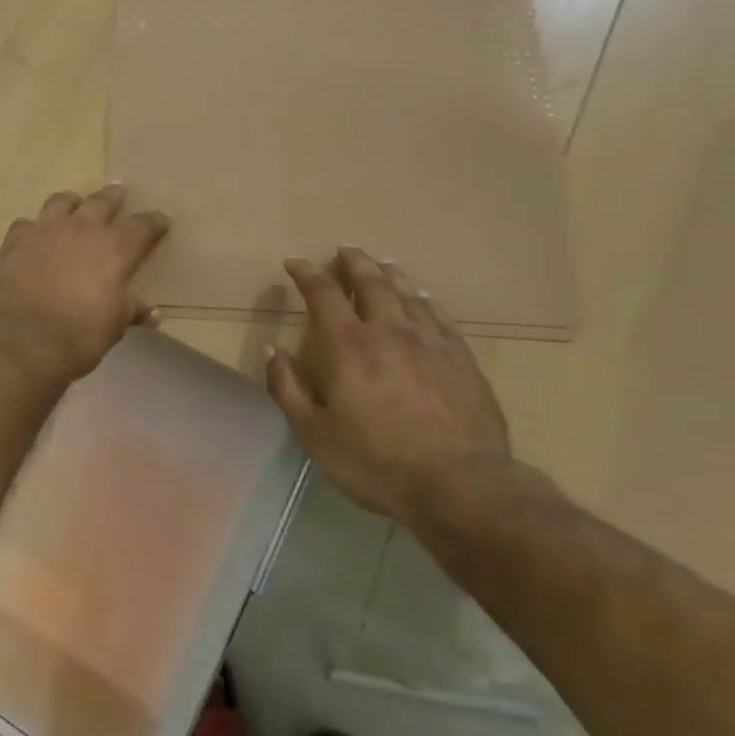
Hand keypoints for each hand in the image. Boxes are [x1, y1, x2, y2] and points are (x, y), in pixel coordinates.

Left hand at [0, 185, 169, 381]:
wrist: (25, 338)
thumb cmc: (81, 333)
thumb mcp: (116, 324)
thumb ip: (133, 310)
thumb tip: (152, 312)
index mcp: (115, 248)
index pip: (143, 226)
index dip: (155, 222)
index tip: (162, 219)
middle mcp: (82, 229)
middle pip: (101, 202)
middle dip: (112, 196)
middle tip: (117, 190)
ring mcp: (46, 231)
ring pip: (60, 202)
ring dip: (71, 202)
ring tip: (74, 203)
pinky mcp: (15, 242)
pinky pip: (25, 224)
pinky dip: (32, 228)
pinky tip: (33, 235)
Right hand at [265, 247, 510, 526]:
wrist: (462, 487)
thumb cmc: (377, 462)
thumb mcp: (314, 434)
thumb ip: (288, 388)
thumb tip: (272, 351)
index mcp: (348, 346)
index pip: (323, 294)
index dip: (307, 274)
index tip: (295, 262)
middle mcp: (388, 332)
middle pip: (371, 283)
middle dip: (354, 263)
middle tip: (345, 248)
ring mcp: (430, 343)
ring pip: (408, 295)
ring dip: (391, 275)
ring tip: (383, 263)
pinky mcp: (462, 360)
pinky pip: (441, 318)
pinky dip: (427, 302)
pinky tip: (425, 300)